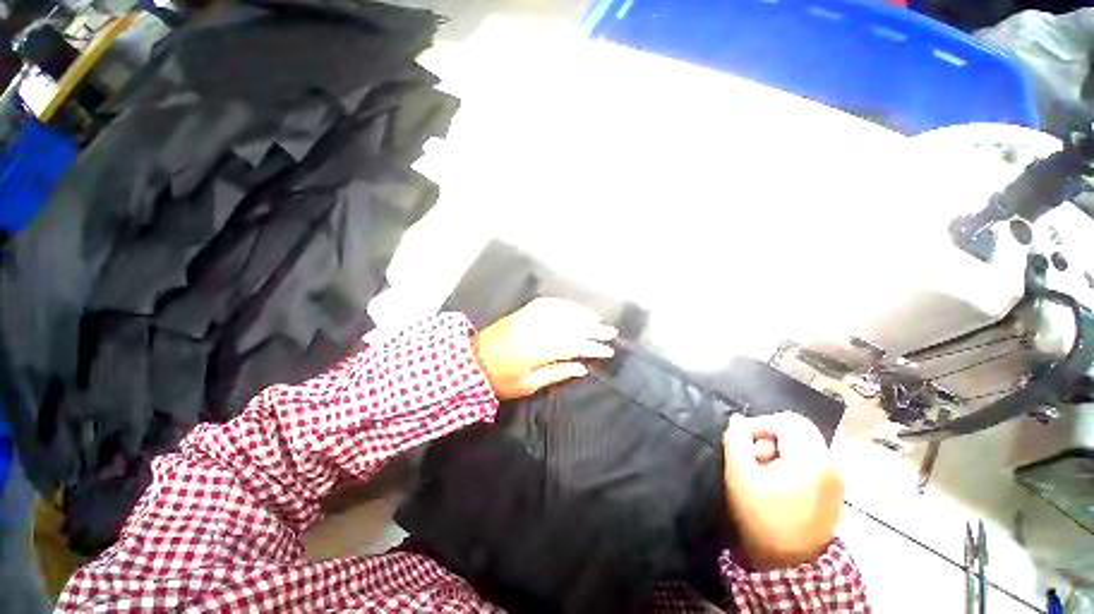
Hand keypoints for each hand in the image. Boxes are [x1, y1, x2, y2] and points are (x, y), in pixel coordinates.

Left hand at [475, 298, 617, 400]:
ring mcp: (529, 317)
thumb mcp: (529, 385)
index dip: (593, 347)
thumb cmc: (499, 380)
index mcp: (539, 350)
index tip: (608, 350)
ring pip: (562, 312)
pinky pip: (547, 304)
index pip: (574, 345)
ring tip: (597, 319)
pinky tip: (573, 307)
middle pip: (571, 326)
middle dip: (594, 329)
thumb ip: (557, 373)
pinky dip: (563, 304)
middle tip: (611, 331)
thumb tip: (582, 367)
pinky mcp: (522, 312)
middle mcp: (537, 329)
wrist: (470, 362)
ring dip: (582, 315)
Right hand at [723, 412, 843, 569]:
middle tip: (754, 455)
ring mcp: (836, 477)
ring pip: (805, 443)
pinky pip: (812, 459)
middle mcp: (830, 463)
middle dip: (770, 435)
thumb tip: (737, 421)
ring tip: (763, 470)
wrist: (789, 564)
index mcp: (811, 458)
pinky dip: (792, 460)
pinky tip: (778, 480)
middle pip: (798, 428)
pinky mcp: (835, 489)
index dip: (759, 424)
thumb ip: (735, 440)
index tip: (742, 441)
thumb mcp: (739, 475)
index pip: (786, 420)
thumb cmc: (762, 516)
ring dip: (780, 448)